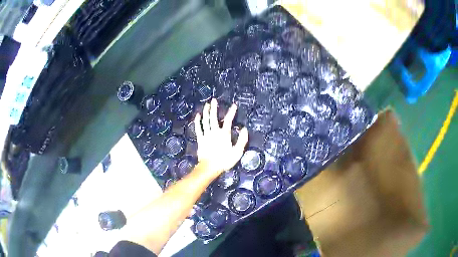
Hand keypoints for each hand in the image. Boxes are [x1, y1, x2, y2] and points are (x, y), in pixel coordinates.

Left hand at [195, 98, 248, 176]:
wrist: (209, 167)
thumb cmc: (224, 161)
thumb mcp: (237, 152)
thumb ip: (242, 140)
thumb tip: (244, 129)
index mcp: (224, 134)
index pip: (228, 120)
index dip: (231, 112)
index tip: (234, 105)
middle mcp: (214, 132)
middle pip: (213, 117)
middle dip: (214, 108)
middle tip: (214, 100)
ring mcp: (206, 135)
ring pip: (205, 121)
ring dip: (206, 112)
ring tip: (206, 105)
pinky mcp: (200, 139)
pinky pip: (198, 128)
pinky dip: (198, 121)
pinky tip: (198, 115)